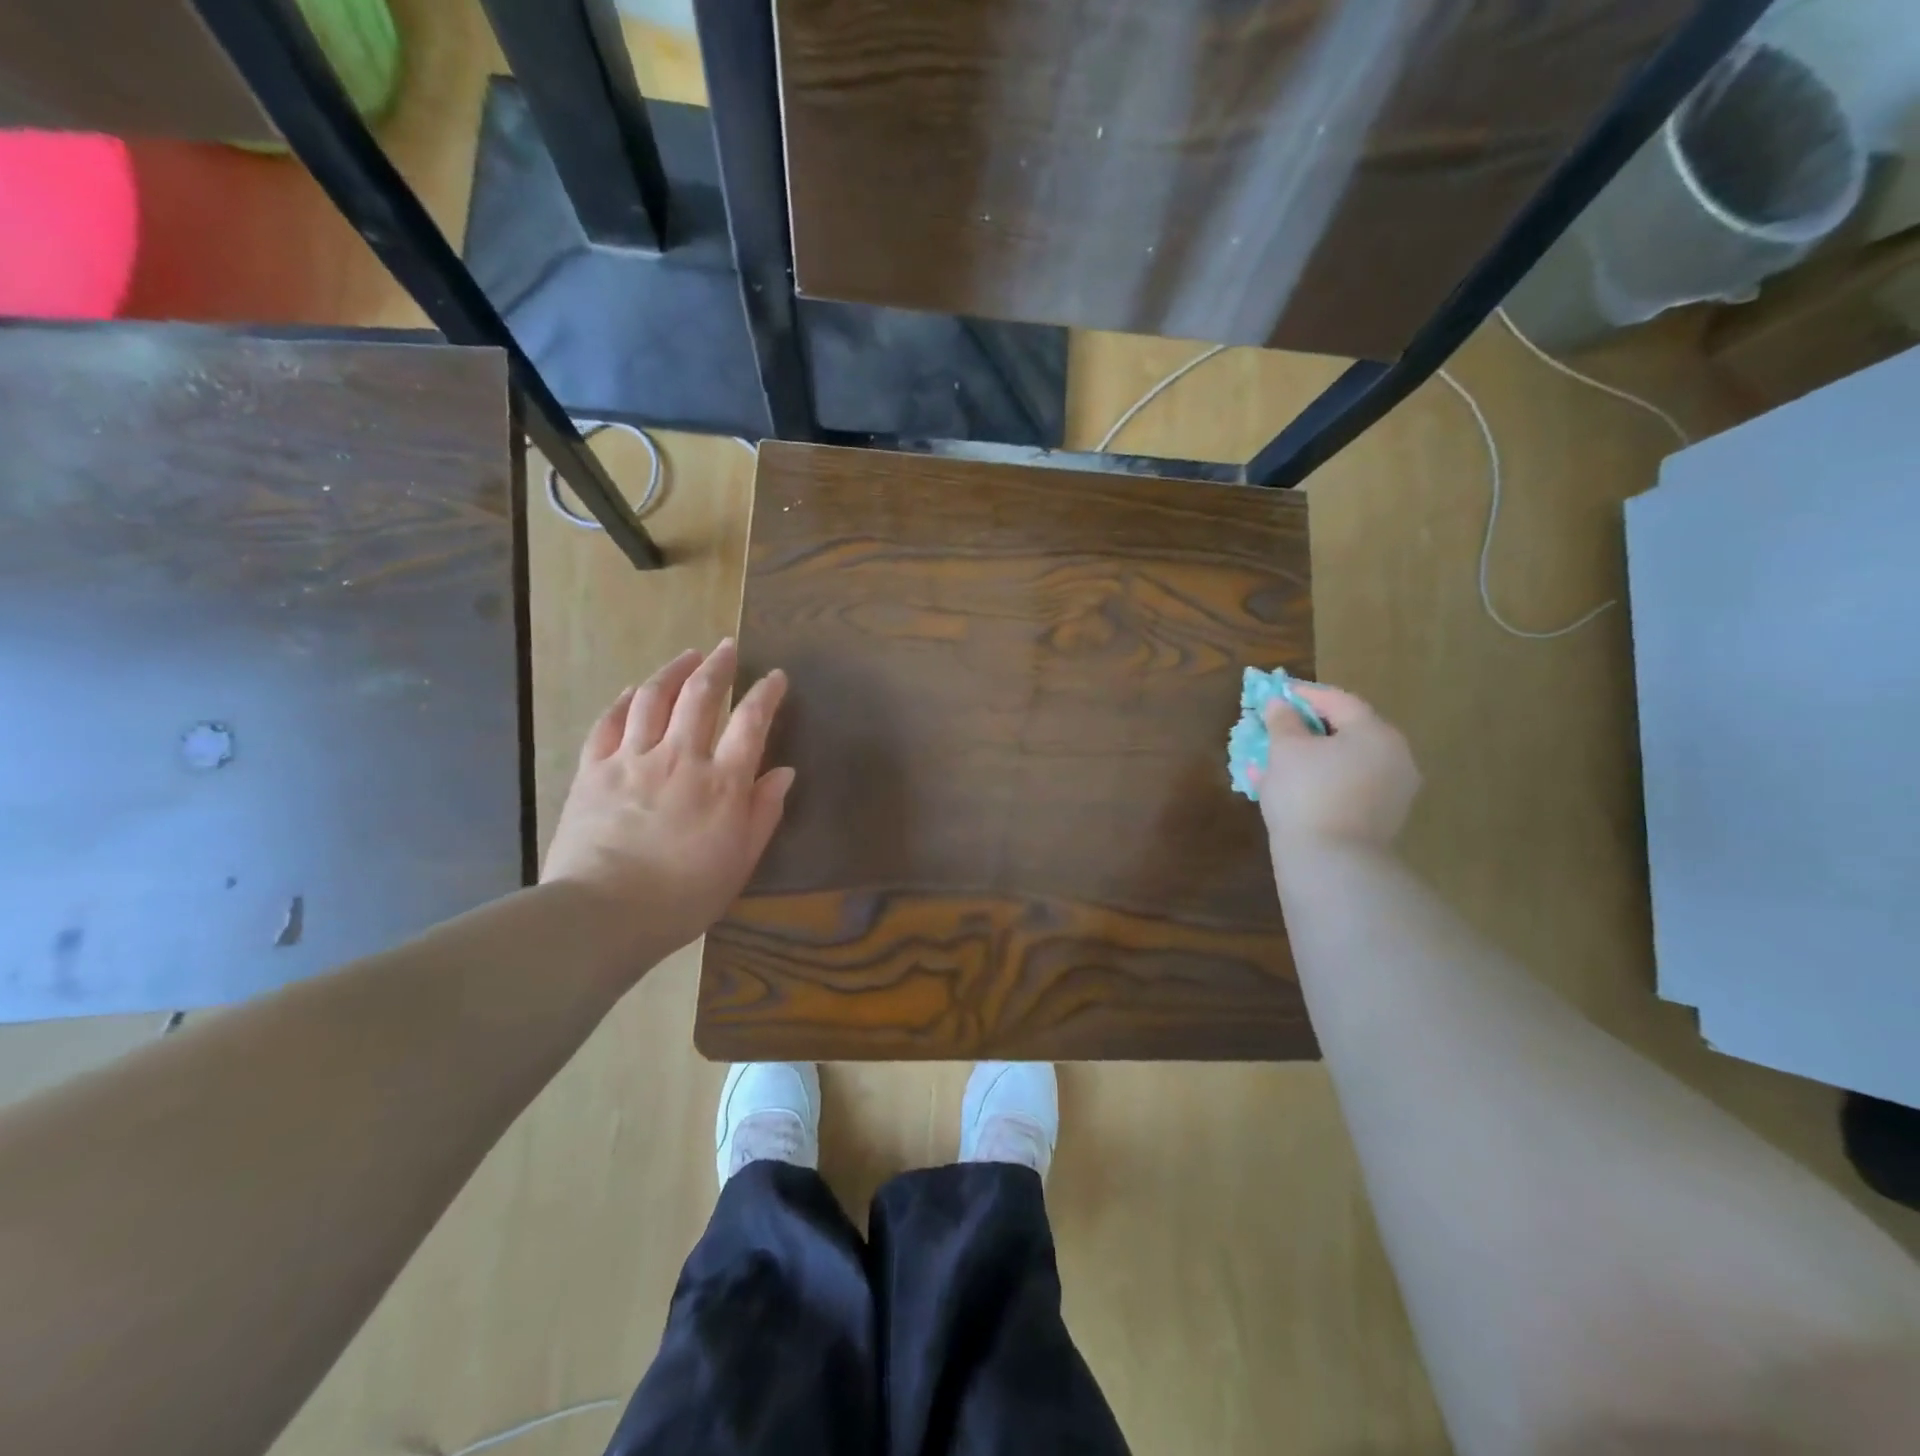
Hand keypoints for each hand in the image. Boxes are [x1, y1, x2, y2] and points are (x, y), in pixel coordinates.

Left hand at [542, 639, 794, 968]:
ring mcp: (632, 759)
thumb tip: (784, 772)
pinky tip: (634, 689)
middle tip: (728, 648)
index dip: (766, 694)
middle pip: (700, 696)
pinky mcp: (594, 770)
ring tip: (688, 656)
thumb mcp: (740, 861)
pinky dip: (625, 700)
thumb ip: (764, 812)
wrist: (604, 913)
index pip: (751, 722)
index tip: (775, 676)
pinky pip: (609, 722)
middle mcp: (680, 758)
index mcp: (722, 782)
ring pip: (654, 698)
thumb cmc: (683, 895)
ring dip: (674, 671)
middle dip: (718, 666)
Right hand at [1250, 683, 1419, 859]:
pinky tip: (1290, 787)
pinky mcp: (1381, 819)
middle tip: (1279, 726)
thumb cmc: (1307, 793)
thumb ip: (1282, 721)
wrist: (1331, 862)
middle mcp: (1395, 758)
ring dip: (1312, 757)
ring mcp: (1393, 791)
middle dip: (1308, 728)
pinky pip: (1347, 787)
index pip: (1339, 701)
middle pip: (1347, 732)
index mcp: (1376, 733)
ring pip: (1345, 762)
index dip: (1305, 694)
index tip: (1278, 692)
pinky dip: (1320, 780)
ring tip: (1277, 759)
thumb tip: (1280, 705)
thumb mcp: (1285, 750)